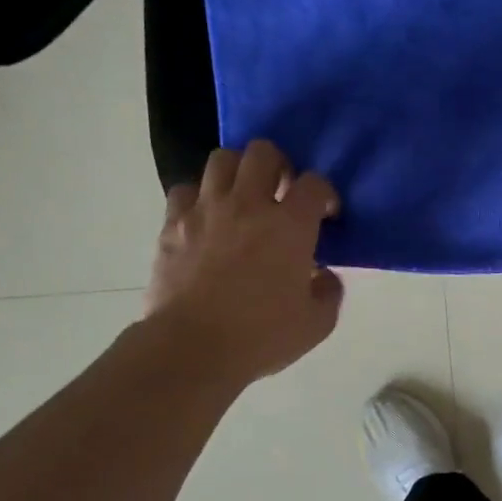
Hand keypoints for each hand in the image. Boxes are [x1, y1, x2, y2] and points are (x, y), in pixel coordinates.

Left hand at [145, 140, 344, 382]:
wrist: (192, 348)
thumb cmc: (261, 336)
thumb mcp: (317, 323)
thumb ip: (329, 291)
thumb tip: (323, 275)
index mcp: (290, 226)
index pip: (315, 184)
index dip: (325, 194)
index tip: (325, 215)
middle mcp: (248, 205)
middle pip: (263, 152)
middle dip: (279, 165)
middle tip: (282, 191)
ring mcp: (206, 210)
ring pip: (222, 160)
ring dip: (238, 172)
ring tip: (243, 197)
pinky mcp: (172, 224)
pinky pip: (186, 190)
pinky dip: (200, 197)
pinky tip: (207, 219)